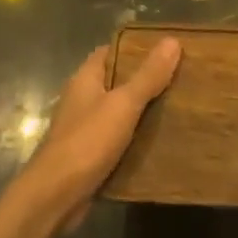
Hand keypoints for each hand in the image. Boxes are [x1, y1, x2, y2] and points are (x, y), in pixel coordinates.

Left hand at [17, 39, 181, 228]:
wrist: (55, 197)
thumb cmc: (87, 142)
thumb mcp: (123, 105)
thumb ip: (148, 76)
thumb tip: (172, 41)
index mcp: (86, 79)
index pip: (112, 52)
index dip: (138, 48)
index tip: (168, 49)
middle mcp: (83, 99)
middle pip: (118, 81)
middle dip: (147, 80)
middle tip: (183, 77)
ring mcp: (85, 129)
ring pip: (120, 112)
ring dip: (144, 111)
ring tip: (180, 107)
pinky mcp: (91, 155)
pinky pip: (119, 139)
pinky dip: (137, 139)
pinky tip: (162, 141)